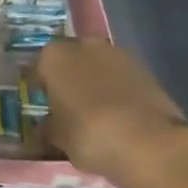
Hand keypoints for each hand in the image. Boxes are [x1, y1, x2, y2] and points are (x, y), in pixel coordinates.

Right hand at [36, 38, 187, 187]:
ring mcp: (117, 53)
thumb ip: (49, 127)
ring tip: (95, 111)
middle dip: (68, 78)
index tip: (41, 104)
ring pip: (97, 66)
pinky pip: (120, 77)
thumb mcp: (59, 138)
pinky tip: (118, 114)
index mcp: (54, 56)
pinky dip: (116, 90)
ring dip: (94, 82)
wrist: (149, 143)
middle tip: (68, 106)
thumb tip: (45, 127)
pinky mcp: (144, 68)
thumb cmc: (90, 135)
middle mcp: (84, 45)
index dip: (39, 87)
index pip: (38, 68)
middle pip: (70, 60)